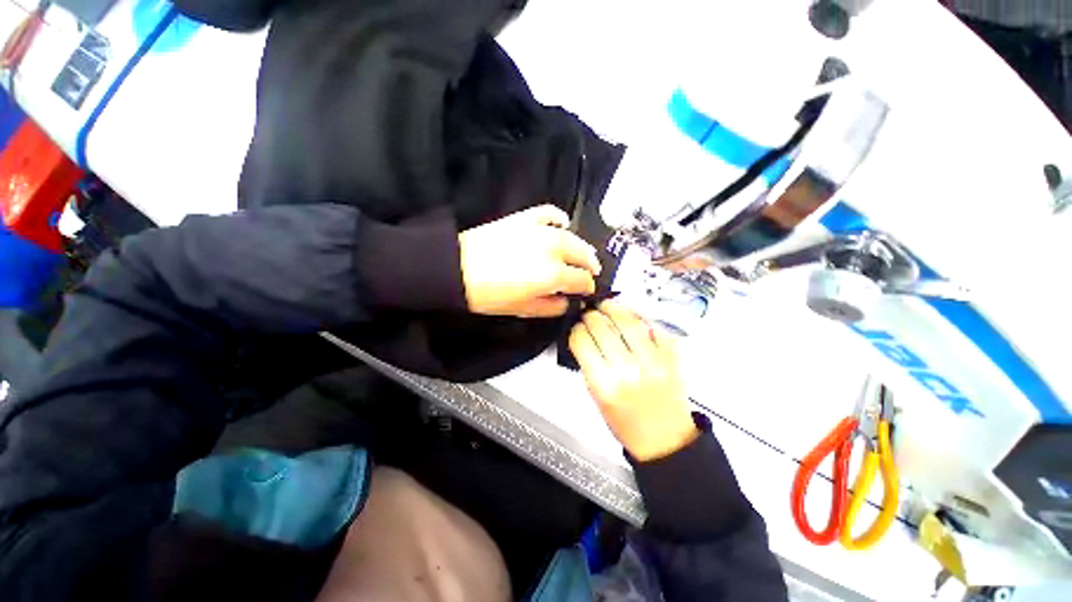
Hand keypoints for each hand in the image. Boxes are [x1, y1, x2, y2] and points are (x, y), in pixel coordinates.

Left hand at [459, 205, 601, 317]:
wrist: (457, 269)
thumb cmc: (489, 295)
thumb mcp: (523, 310)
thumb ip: (551, 307)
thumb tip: (567, 302)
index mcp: (552, 275)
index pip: (581, 280)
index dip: (587, 287)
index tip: (587, 291)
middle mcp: (552, 250)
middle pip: (582, 255)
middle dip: (590, 266)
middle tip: (591, 272)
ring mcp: (539, 230)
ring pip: (572, 236)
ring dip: (582, 246)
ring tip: (584, 253)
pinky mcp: (525, 218)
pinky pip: (550, 213)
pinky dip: (559, 219)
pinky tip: (563, 225)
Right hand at [569, 301, 698, 461]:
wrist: (664, 439)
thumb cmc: (627, 423)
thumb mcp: (596, 397)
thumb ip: (589, 366)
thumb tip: (584, 337)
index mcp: (604, 385)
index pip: (582, 342)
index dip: (576, 330)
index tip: (577, 328)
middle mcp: (628, 371)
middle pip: (602, 328)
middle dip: (591, 316)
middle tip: (589, 314)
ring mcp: (653, 362)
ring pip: (628, 322)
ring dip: (614, 308)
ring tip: (607, 306)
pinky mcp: (671, 357)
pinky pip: (654, 327)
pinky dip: (641, 318)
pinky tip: (631, 316)